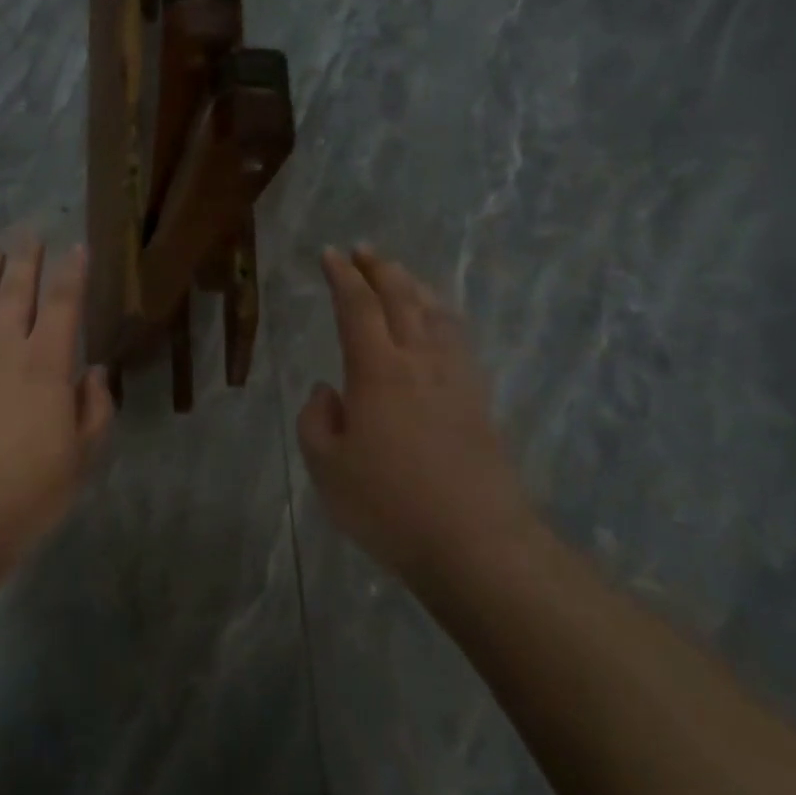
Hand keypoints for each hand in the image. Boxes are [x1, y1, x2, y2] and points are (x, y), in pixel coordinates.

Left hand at [0, 243, 114, 554]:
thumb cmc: (26, 491)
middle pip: (17, 293)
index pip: (63, 305)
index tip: (77, 247)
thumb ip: (94, 410)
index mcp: (46, 365)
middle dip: (28, 261)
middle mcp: (4, 350)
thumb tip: (95, 373)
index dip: (72, 273)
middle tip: (31, 234)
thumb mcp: (80, 458)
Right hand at [297, 246, 536, 581]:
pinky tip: (439, 323)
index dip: (343, 276)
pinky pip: (458, 339)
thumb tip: (328, 391)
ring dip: (414, 286)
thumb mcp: (327, 468)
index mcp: (377, 370)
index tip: (330, 255)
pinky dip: (442, 316)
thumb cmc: (389, 505)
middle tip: (363, 251)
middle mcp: (419, 361)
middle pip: (402, 298)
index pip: (357, 306)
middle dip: (380, 269)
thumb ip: (317, 420)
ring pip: (436, 313)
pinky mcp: (479, 400)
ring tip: (399, 275)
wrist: (475, 543)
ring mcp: (455, 378)